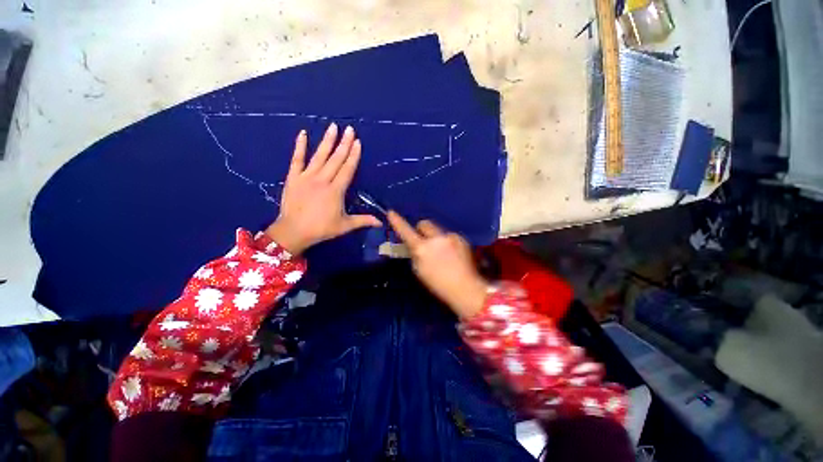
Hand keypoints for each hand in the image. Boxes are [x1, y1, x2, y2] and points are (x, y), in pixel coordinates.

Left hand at [265, 123, 380, 254]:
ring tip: (333, 126)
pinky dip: (300, 146)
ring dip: (327, 141)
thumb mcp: (345, 226)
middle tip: (350, 129)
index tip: (358, 142)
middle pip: (336, 159)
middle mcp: (323, 180)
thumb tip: (381, 222)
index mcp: (336, 190)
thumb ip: (363, 220)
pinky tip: (303, 133)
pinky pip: (297, 159)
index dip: (353, 155)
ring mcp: (307, 176)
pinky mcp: (293, 177)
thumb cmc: (321, 229)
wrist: (293, 231)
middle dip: (344, 143)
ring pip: (319, 156)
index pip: (347, 169)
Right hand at [387, 211, 487, 318]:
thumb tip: (413, 244)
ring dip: (436, 238)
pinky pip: (449, 236)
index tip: (391, 212)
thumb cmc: (438, 284)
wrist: (465, 288)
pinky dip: (448, 242)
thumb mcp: (419, 270)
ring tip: (443, 253)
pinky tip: (453, 255)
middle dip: (421, 230)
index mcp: (422, 248)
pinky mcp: (461, 238)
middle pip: (424, 223)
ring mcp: (450, 237)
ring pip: (438, 231)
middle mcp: (436, 238)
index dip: (397, 221)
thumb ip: (414, 254)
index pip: (406, 231)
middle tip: (424, 241)